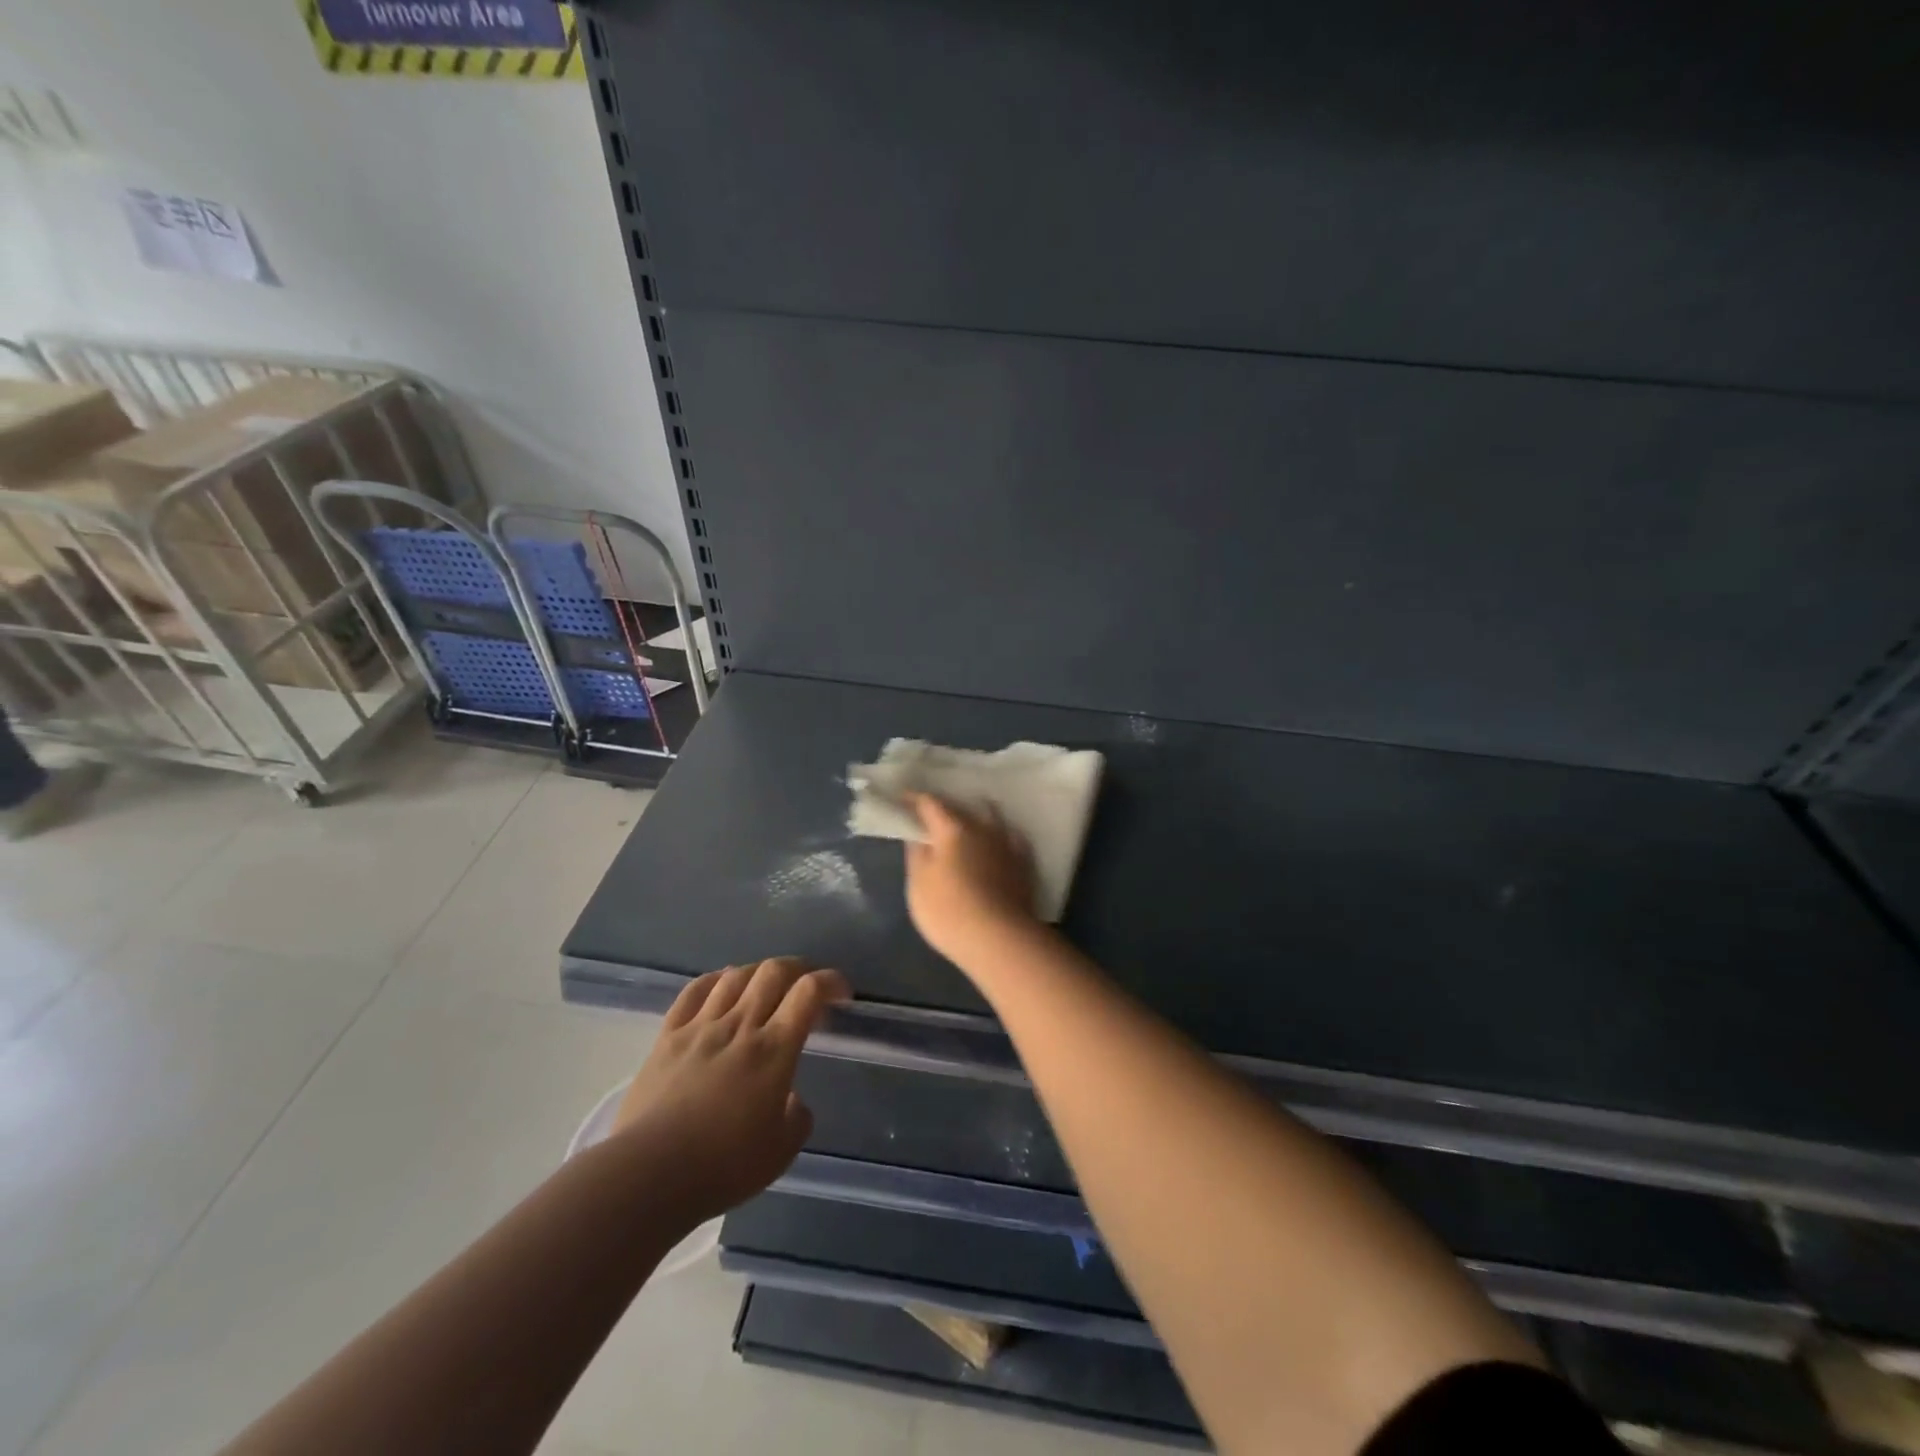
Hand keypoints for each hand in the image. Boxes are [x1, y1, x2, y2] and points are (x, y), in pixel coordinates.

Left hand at [614, 957, 849, 1223]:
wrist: (648, 1175)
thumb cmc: (722, 1167)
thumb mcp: (781, 1152)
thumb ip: (797, 1118)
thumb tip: (791, 1100)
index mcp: (774, 1049)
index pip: (809, 992)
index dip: (831, 982)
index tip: (842, 994)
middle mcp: (741, 1026)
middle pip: (773, 971)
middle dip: (798, 969)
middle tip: (806, 985)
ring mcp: (701, 1027)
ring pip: (735, 976)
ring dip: (758, 972)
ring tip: (765, 985)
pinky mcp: (668, 1036)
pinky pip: (694, 992)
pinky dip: (715, 980)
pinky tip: (722, 985)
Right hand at [904, 793, 1040, 966]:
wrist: (1000, 940)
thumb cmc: (949, 911)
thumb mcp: (918, 885)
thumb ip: (917, 854)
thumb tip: (918, 834)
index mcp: (953, 828)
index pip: (930, 803)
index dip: (913, 799)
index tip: (902, 799)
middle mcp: (983, 827)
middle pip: (961, 807)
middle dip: (945, 807)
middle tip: (931, 815)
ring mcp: (1007, 844)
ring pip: (991, 817)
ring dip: (976, 815)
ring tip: (967, 823)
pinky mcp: (1024, 863)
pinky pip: (1010, 837)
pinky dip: (999, 834)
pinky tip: (998, 841)